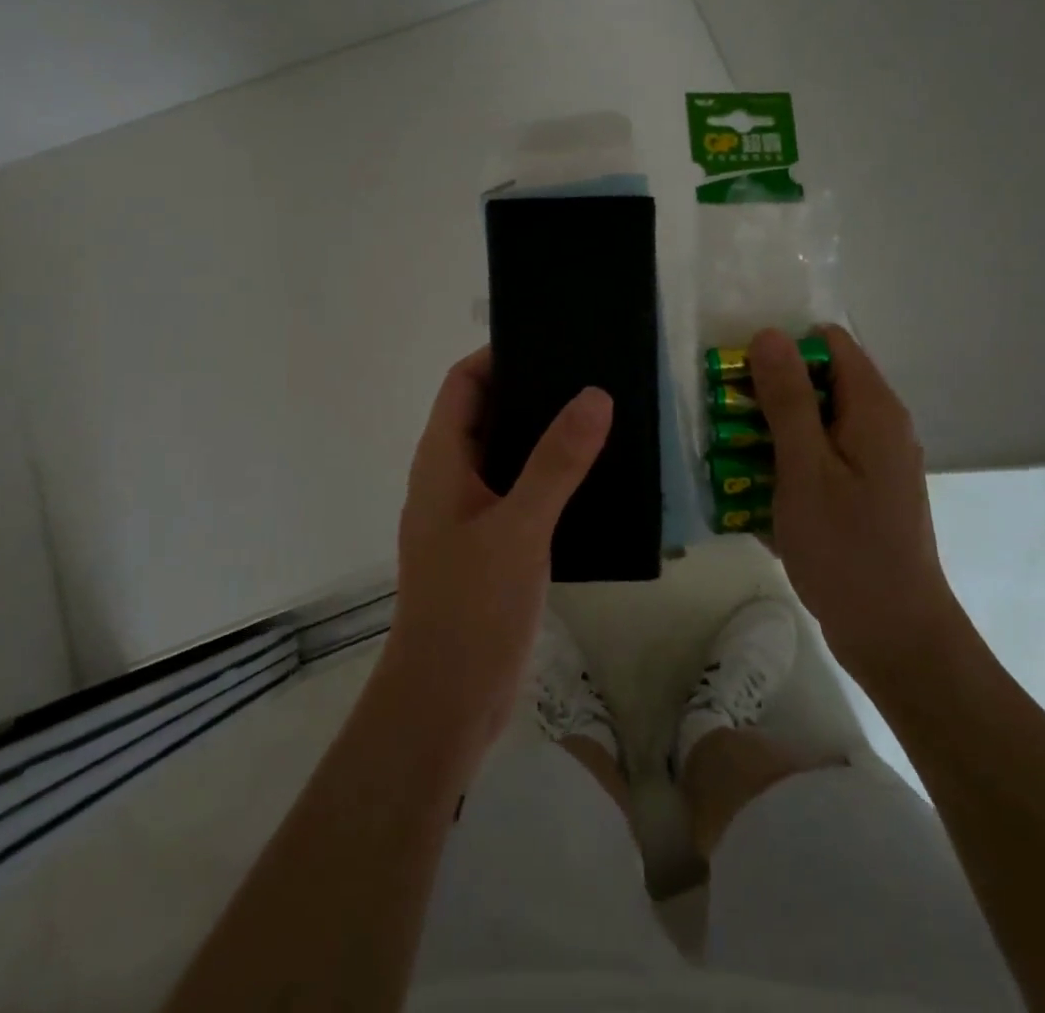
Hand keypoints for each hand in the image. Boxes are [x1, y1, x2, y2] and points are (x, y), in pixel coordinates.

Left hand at [378, 347, 611, 761]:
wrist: (447, 703)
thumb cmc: (472, 607)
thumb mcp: (520, 527)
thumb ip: (556, 461)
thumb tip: (594, 394)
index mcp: (442, 460)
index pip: (464, 383)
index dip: (500, 355)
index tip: (553, 341)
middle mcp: (450, 478)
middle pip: (488, 414)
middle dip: (533, 392)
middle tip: (592, 375)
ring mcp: (469, 514)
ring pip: (507, 455)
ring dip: (546, 437)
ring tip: (603, 418)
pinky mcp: (490, 546)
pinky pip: (520, 493)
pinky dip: (550, 478)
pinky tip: (593, 481)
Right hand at [748, 325, 963, 685]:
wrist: (894, 637)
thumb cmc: (846, 549)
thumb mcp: (805, 468)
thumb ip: (787, 398)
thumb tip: (769, 334)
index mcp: (873, 410)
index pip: (828, 344)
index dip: (782, 351)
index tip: (740, 378)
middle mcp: (878, 427)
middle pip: (818, 384)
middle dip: (767, 397)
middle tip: (725, 424)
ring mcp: (871, 464)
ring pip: (812, 425)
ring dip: (769, 436)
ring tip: (729, 462)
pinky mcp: (860, 495)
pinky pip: (816, 462)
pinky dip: (785, 468)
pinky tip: (753, 497)